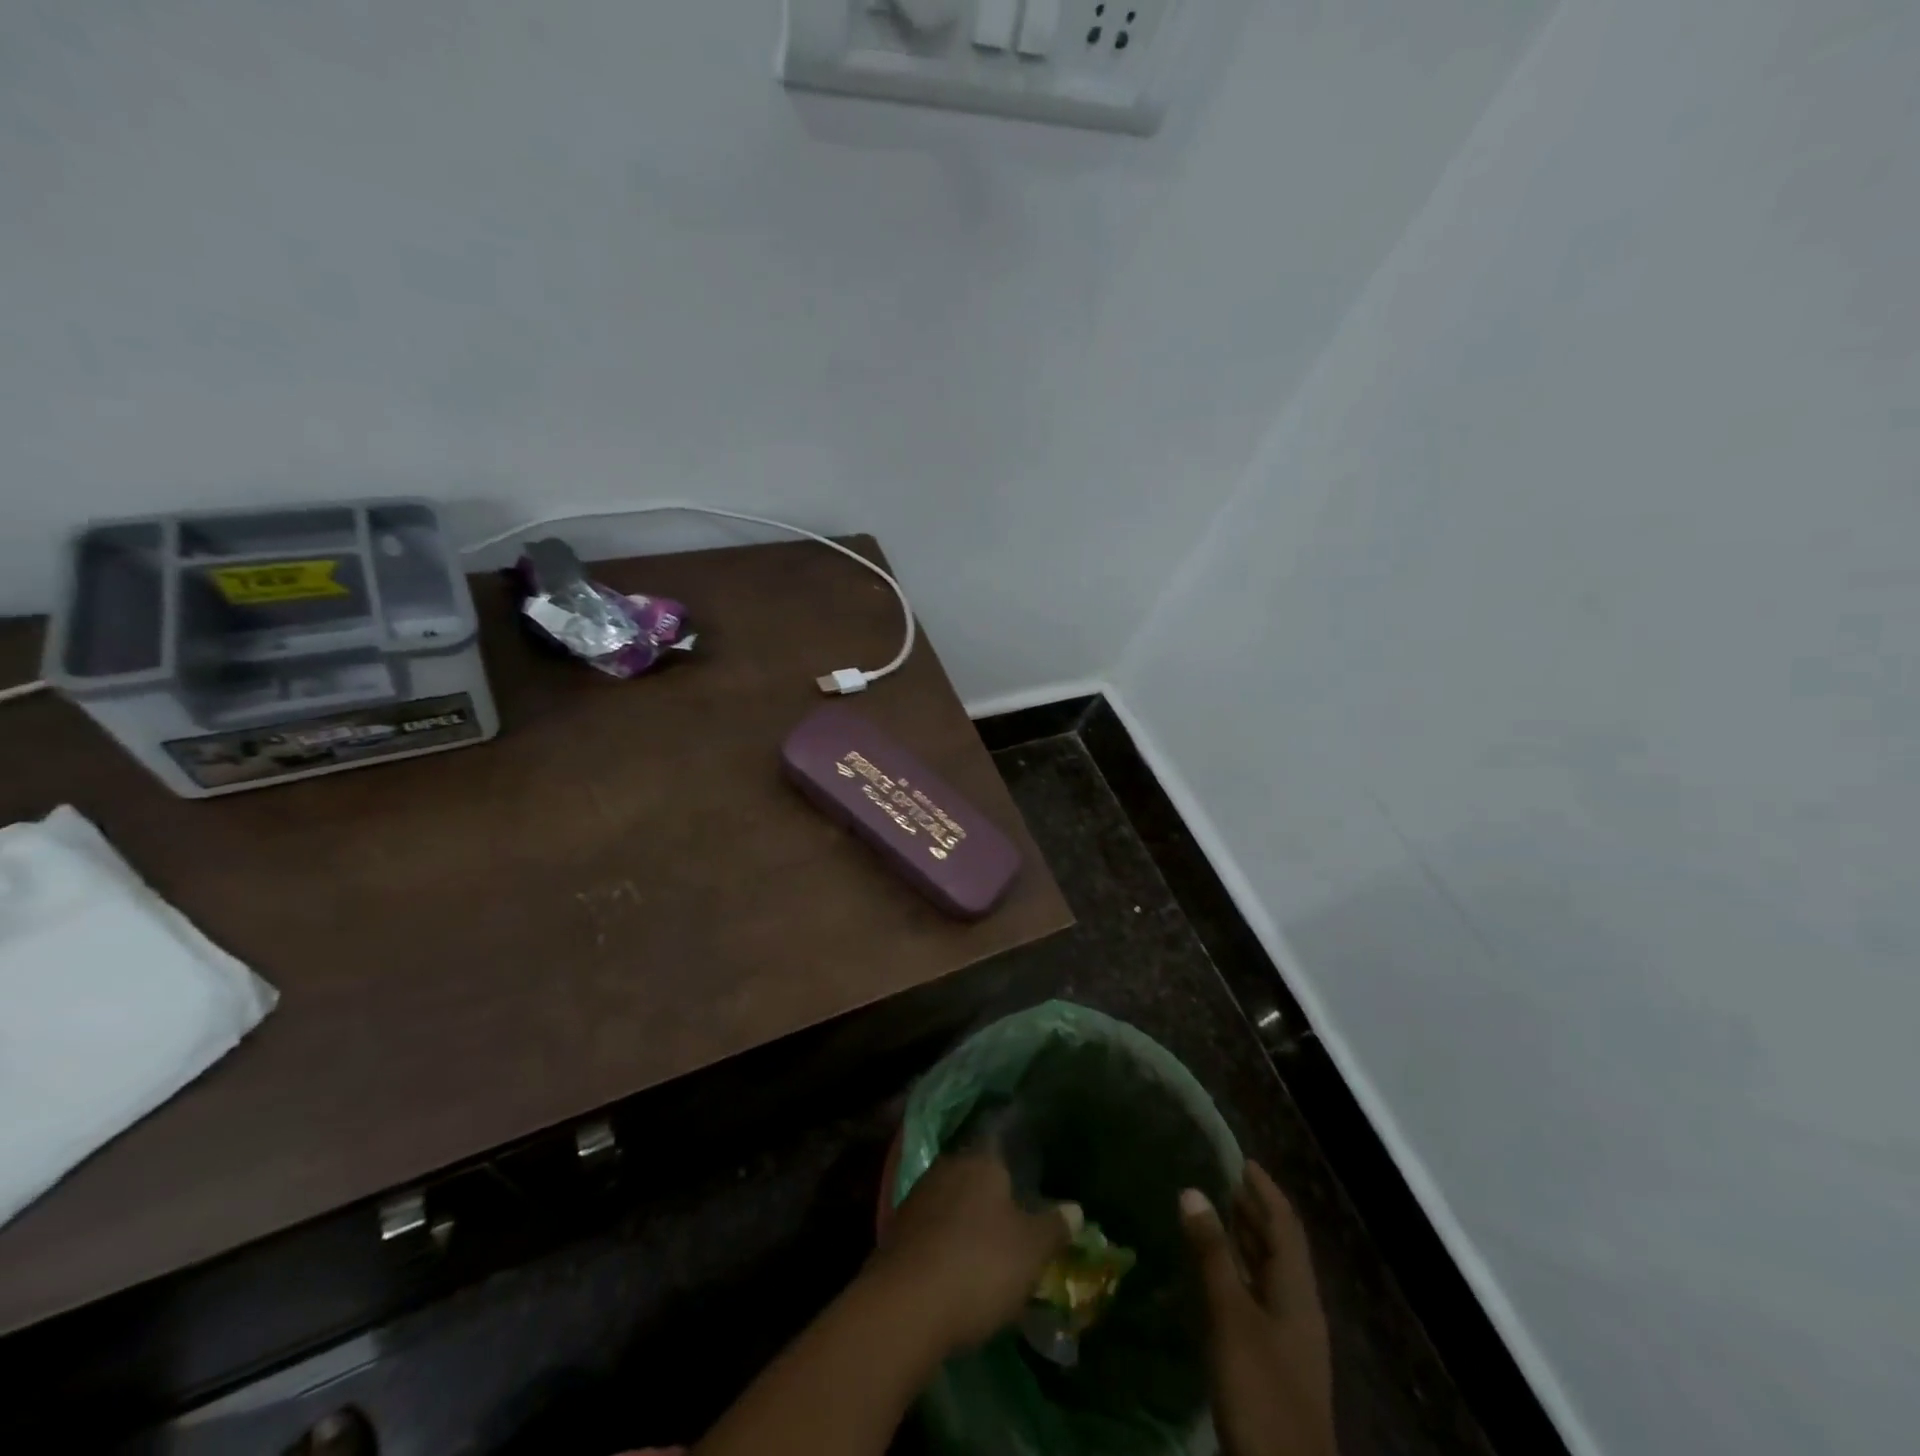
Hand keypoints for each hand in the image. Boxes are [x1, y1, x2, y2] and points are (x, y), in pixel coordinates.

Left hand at [869, 1148, 1081, 1353]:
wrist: (906, 1304)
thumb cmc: (980, 1265)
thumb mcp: (1031, 1250)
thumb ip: (1054, 1226)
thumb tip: (1076, 1207)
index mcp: (981, 1160)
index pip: (1002, 1150)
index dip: (1017, 1171)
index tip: (1028, 1193)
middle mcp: (948, 1166)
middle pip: (976, 1177)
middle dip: (992, 1200)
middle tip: (1012, 1230)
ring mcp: (919, 1196)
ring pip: (952, 1202)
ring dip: (966, 1223)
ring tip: (985, 1256)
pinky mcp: (897, 1230)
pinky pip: (932, 1230)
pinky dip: (944, 1245)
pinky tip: (954, 1271)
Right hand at [1181, 1162, 1336, 1455]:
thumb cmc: (1261, 1389)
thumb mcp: (1231, 1316)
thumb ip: (1212, 1254)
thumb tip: (1192, 1190)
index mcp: (1297, 1291)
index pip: (1285, 1224)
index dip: (1265, 1190)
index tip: (1241, 1158)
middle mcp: (1298, 1307)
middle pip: (1280, 1246)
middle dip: (1254, 1211)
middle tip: (1221, 1179)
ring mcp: (1289, 1337)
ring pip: (1269, 1273)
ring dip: (1246, 1240)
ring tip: (1214, 1213)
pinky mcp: (1273, 1360)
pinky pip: (1258, 1297)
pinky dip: (1239, 1272)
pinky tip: (1214, 1274)